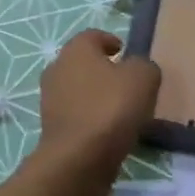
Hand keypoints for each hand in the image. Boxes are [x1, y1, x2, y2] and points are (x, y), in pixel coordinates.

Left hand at [35, 30, 161, 195]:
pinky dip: (91, 118)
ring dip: (97, 95)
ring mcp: (51, 99)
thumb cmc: (110, 109)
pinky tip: (110, 131)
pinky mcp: (52, 127)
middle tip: (128, 83)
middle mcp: (57, 68)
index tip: (126, 52)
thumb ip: (144, 65)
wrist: (77, 160)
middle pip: (84, 62)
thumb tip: (138, 68)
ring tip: (122, 110)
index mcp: (76, 49)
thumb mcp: (142, 78)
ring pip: (79, 89)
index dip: (111, 41)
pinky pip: (77, 114)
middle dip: (104, 69)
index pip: (93, 36)